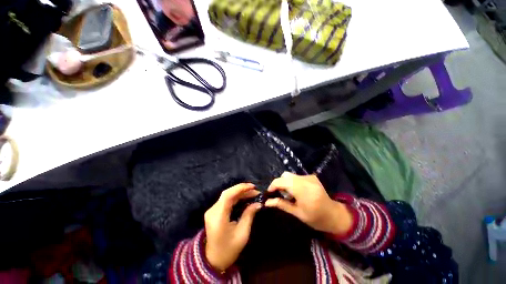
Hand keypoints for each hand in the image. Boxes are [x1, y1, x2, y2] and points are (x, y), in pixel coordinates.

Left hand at [204, 183, 261, 271]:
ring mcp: (212, 210)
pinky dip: (235, 197)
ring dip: (239, 192)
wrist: (213, 261)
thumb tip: (258, 203)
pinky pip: (225, 200)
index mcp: (218, 216)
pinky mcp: (214, 211)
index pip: (228, 195)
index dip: (240, 188)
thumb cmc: (228, 250)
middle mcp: (213, 210)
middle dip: (242, 189)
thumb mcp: (242, 233)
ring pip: (227, 195)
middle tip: (255, 190)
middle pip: (227, 193)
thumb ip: (249, 215)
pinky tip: (244, 197)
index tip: (253, 187)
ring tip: (252, 193)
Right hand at [265, 172, 352, 235]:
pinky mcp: (312, 176)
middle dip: (279, 184)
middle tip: (280, 195)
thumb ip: (281, 205)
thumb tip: (267, 202)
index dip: (273, 185)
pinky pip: (296, 176)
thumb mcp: (297, 213)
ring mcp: (310, 177)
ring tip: (289, 194)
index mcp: (303, 191)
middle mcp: (306, 180)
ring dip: (286, 183)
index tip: (269, 193)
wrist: (334, 215)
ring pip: (290, 175)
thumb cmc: (316, 218)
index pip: (282, 181)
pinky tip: (296, 191)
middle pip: (285, 176)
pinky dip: (292, 182)